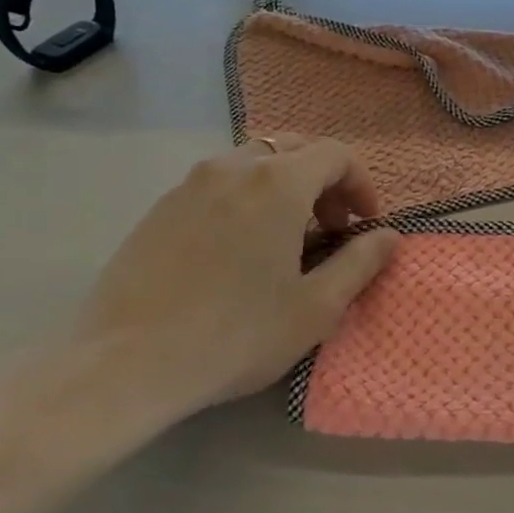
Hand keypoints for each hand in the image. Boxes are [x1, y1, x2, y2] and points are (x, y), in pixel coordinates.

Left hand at [57, 135, 398, 446]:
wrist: (123, 363)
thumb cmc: (235, 335)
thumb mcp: (316, 307)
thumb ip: (361, 263)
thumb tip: (390, 237)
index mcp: (278, 183)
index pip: (336, 154)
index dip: (361, 184)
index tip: (365, 224)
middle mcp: (234, 167)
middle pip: (295, 149)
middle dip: (324, 182)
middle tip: (330, 229)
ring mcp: (190, 183)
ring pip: (254, 162)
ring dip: (285, 188)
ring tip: (286, 239)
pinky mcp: (160, 207)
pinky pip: (219, 183)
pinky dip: (246, 198)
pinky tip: (239, 250)